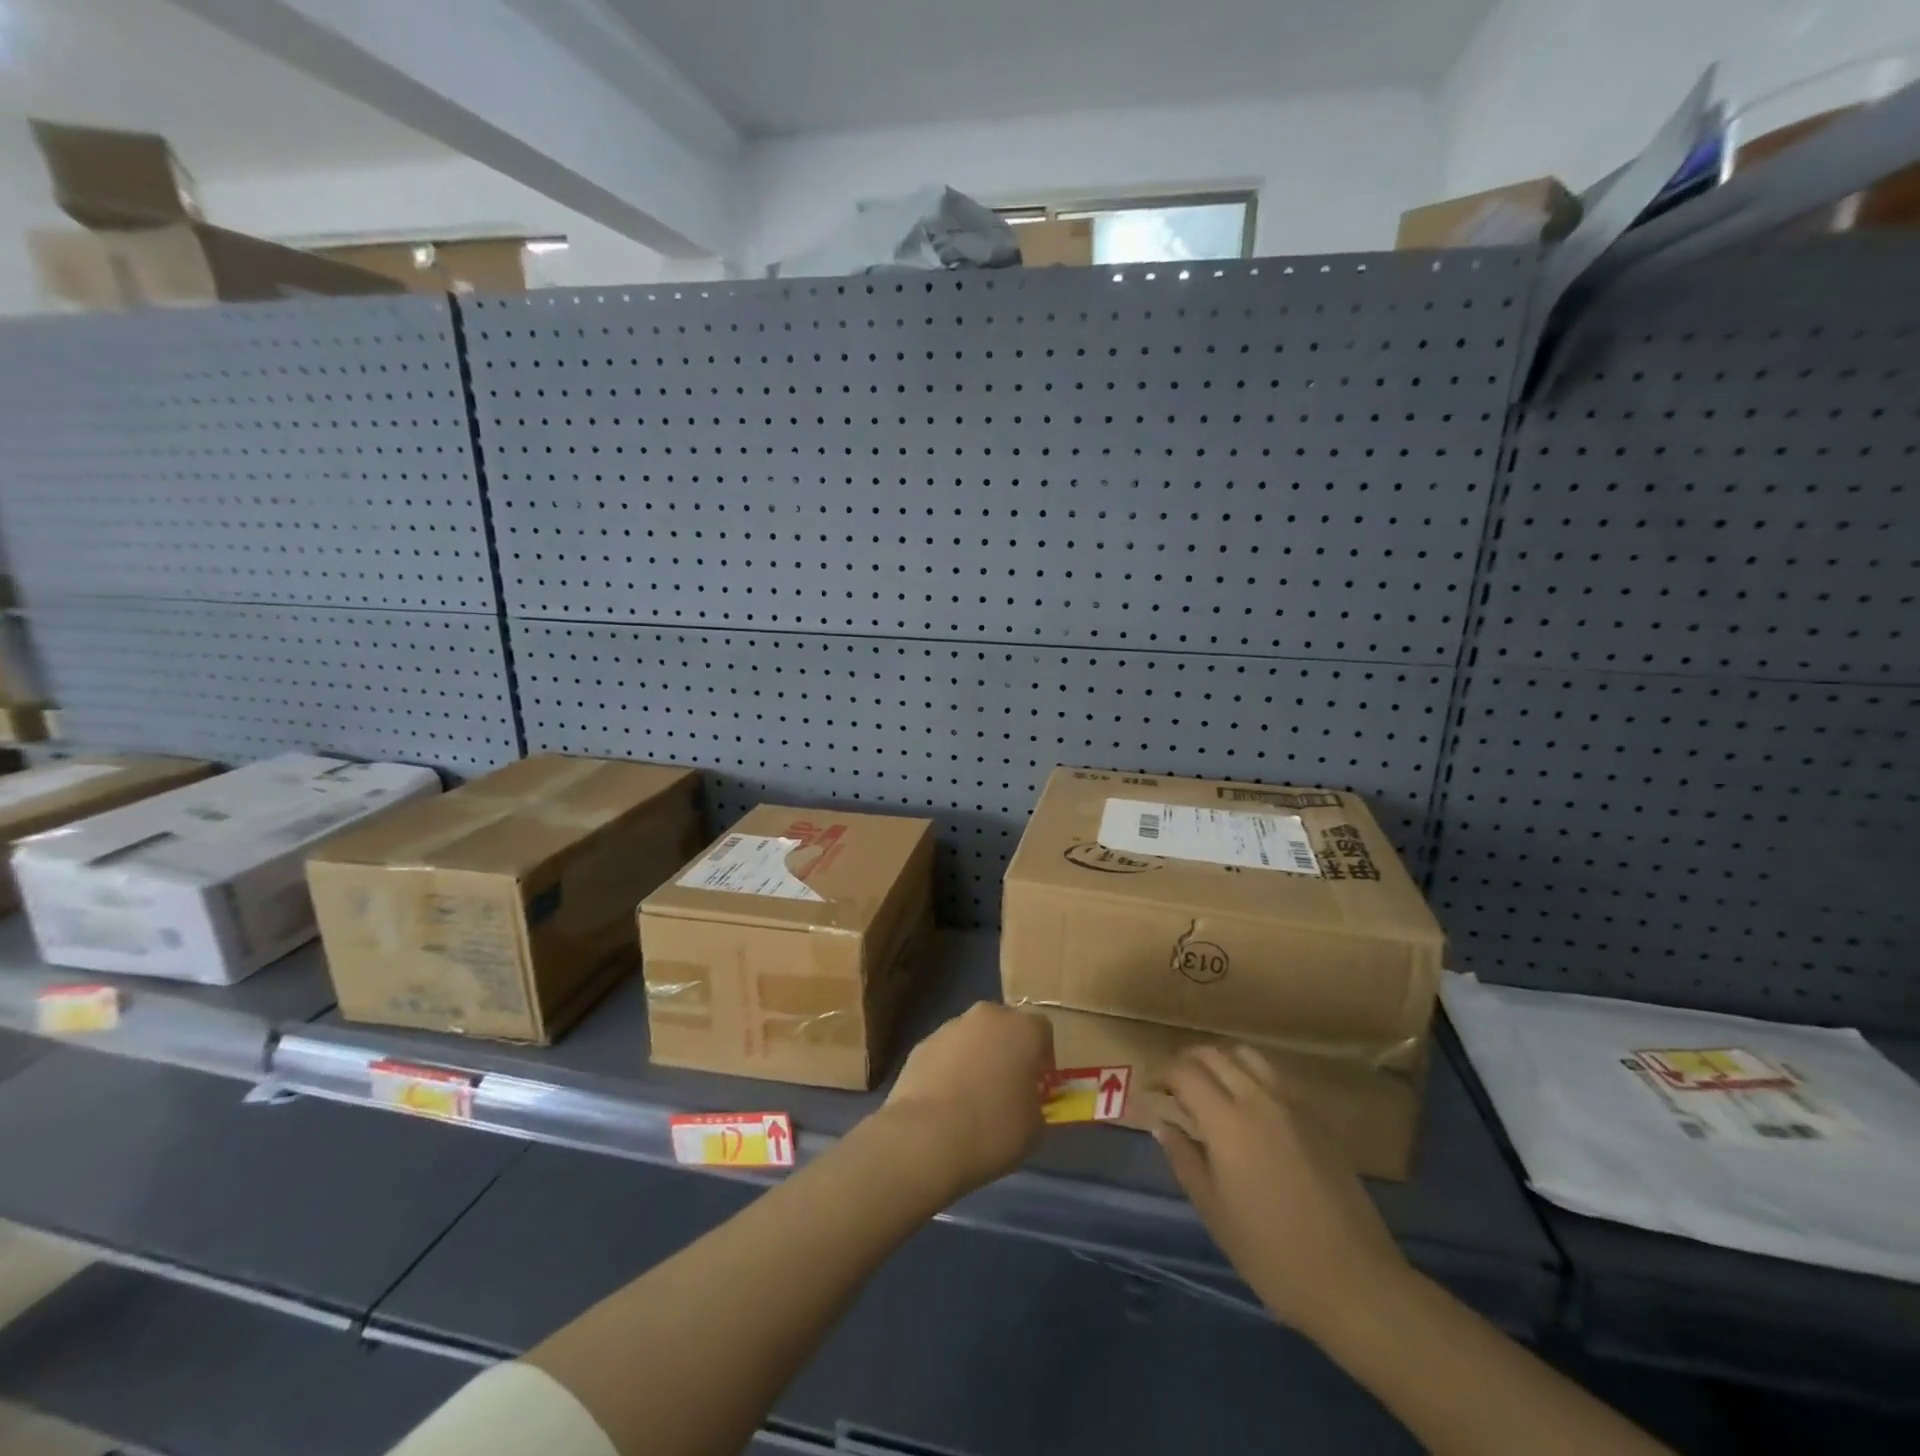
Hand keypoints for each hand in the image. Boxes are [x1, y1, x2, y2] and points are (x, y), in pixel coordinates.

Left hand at [876, 1002, 1053, 1200]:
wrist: (927, 1136)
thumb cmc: (993, 1129)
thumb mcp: (1034, 1126)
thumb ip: (1034, 1102)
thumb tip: (1024, 1099)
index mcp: (1023, 1029)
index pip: (1042, 1030)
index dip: (1043, 1057)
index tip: (1038, 1084)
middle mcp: (987, 1017)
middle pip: (1003, 1025)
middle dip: (1007, 1049)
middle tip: (1006, 1086)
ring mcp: (950, 1027)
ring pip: (972, 1037)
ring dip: (976, 1057)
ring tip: (971, 1098)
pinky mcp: (922, 1044)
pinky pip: (945, 1053)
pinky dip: (948, 1068)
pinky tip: (945, 1101)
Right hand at [1156, 1045, 1408, 1340]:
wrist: (1354, 1281)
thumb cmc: (1272, 1253)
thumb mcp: (1214, 1211)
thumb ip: (1184, 1159)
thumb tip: (1162, 1124)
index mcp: (1227, 1121)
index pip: (1184, 1072)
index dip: (1161, 1073)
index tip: (1148, 1088)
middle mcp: (1259, 1099)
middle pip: (1215, 1054)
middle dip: (1186, 1060)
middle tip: (1172, 1083)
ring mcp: (1293, 1105)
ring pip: (1248, 1056)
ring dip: (1220, 1060)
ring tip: (1208, 1086)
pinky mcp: (1317, 1119)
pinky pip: (1275, 1077)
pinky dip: (1250, 1075)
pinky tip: (1247, 1106)